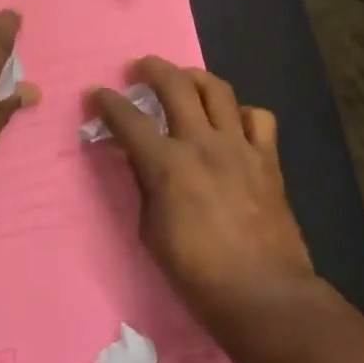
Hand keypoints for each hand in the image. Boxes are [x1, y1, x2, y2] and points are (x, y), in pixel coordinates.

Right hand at [90, 57, 315, 326]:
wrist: (263, 294)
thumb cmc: (197, 274)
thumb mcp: (151, 231)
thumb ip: (145, 185)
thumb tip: (140, 160)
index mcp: (167, 164)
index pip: (128, 119)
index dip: (107, 102)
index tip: (95, 93)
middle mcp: (202, 143)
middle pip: (175, 84)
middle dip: (151, 68)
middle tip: (139, 68)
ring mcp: (239, 146)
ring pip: (217, 89)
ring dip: (195, 77)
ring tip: (184, 80)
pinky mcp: (268, 159)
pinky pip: (258, 118)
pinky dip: (241, 113)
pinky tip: (232, 122)